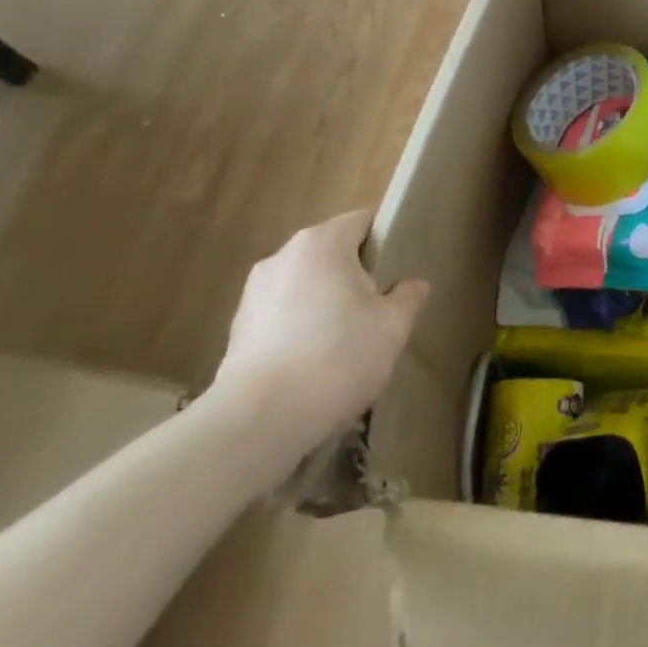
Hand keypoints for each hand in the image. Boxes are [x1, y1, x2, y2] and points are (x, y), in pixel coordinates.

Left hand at [211, 210, 429, 464]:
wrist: (256, 425)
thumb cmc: (336, 358)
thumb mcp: (392, 327)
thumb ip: (408, 298)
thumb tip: (413, 285)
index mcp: (322, 242)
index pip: (362, 221)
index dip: (385, 240)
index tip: (399, 270)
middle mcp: (283, 256)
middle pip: (331, 254)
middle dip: (354, 276)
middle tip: (376, 311)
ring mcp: (252, 295)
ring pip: (304, 288)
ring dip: (323, 306)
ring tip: (342, 346)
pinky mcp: (235, 333)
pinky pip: (280, 319)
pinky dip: (298, 333)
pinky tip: (312, 369)